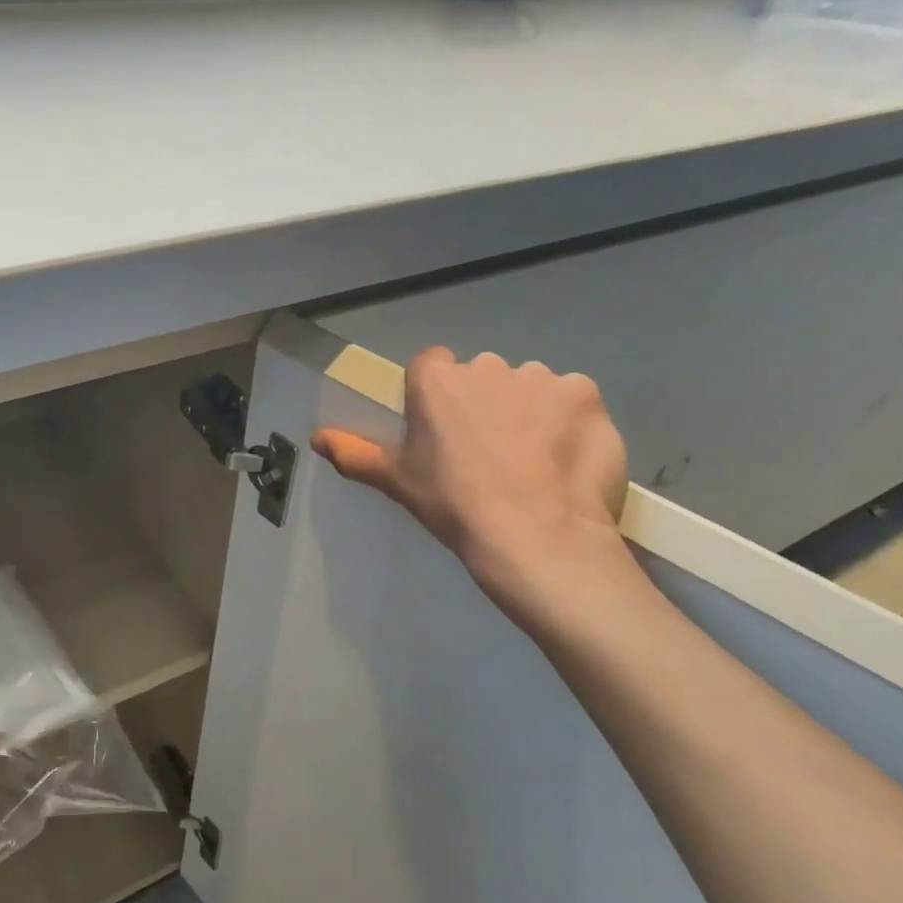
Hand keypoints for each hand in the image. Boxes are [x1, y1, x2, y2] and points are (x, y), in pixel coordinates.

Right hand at [312, 347, 630, 600]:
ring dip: (528, 411)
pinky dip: (567, 421)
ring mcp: (540, 376)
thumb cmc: (454, 505)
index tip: (444, 432)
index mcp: (436, 380)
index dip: (437, 397)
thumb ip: (354, 453)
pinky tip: (564, 459)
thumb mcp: (396, 481)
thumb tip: (317, 437)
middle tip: (489, 454)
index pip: (431, 367)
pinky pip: (570, 399)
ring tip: (532, 462)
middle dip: (485, 404)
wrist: (535, 536)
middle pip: (482, 376)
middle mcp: (486, 365)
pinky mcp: (585, 393)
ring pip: (528, 387)